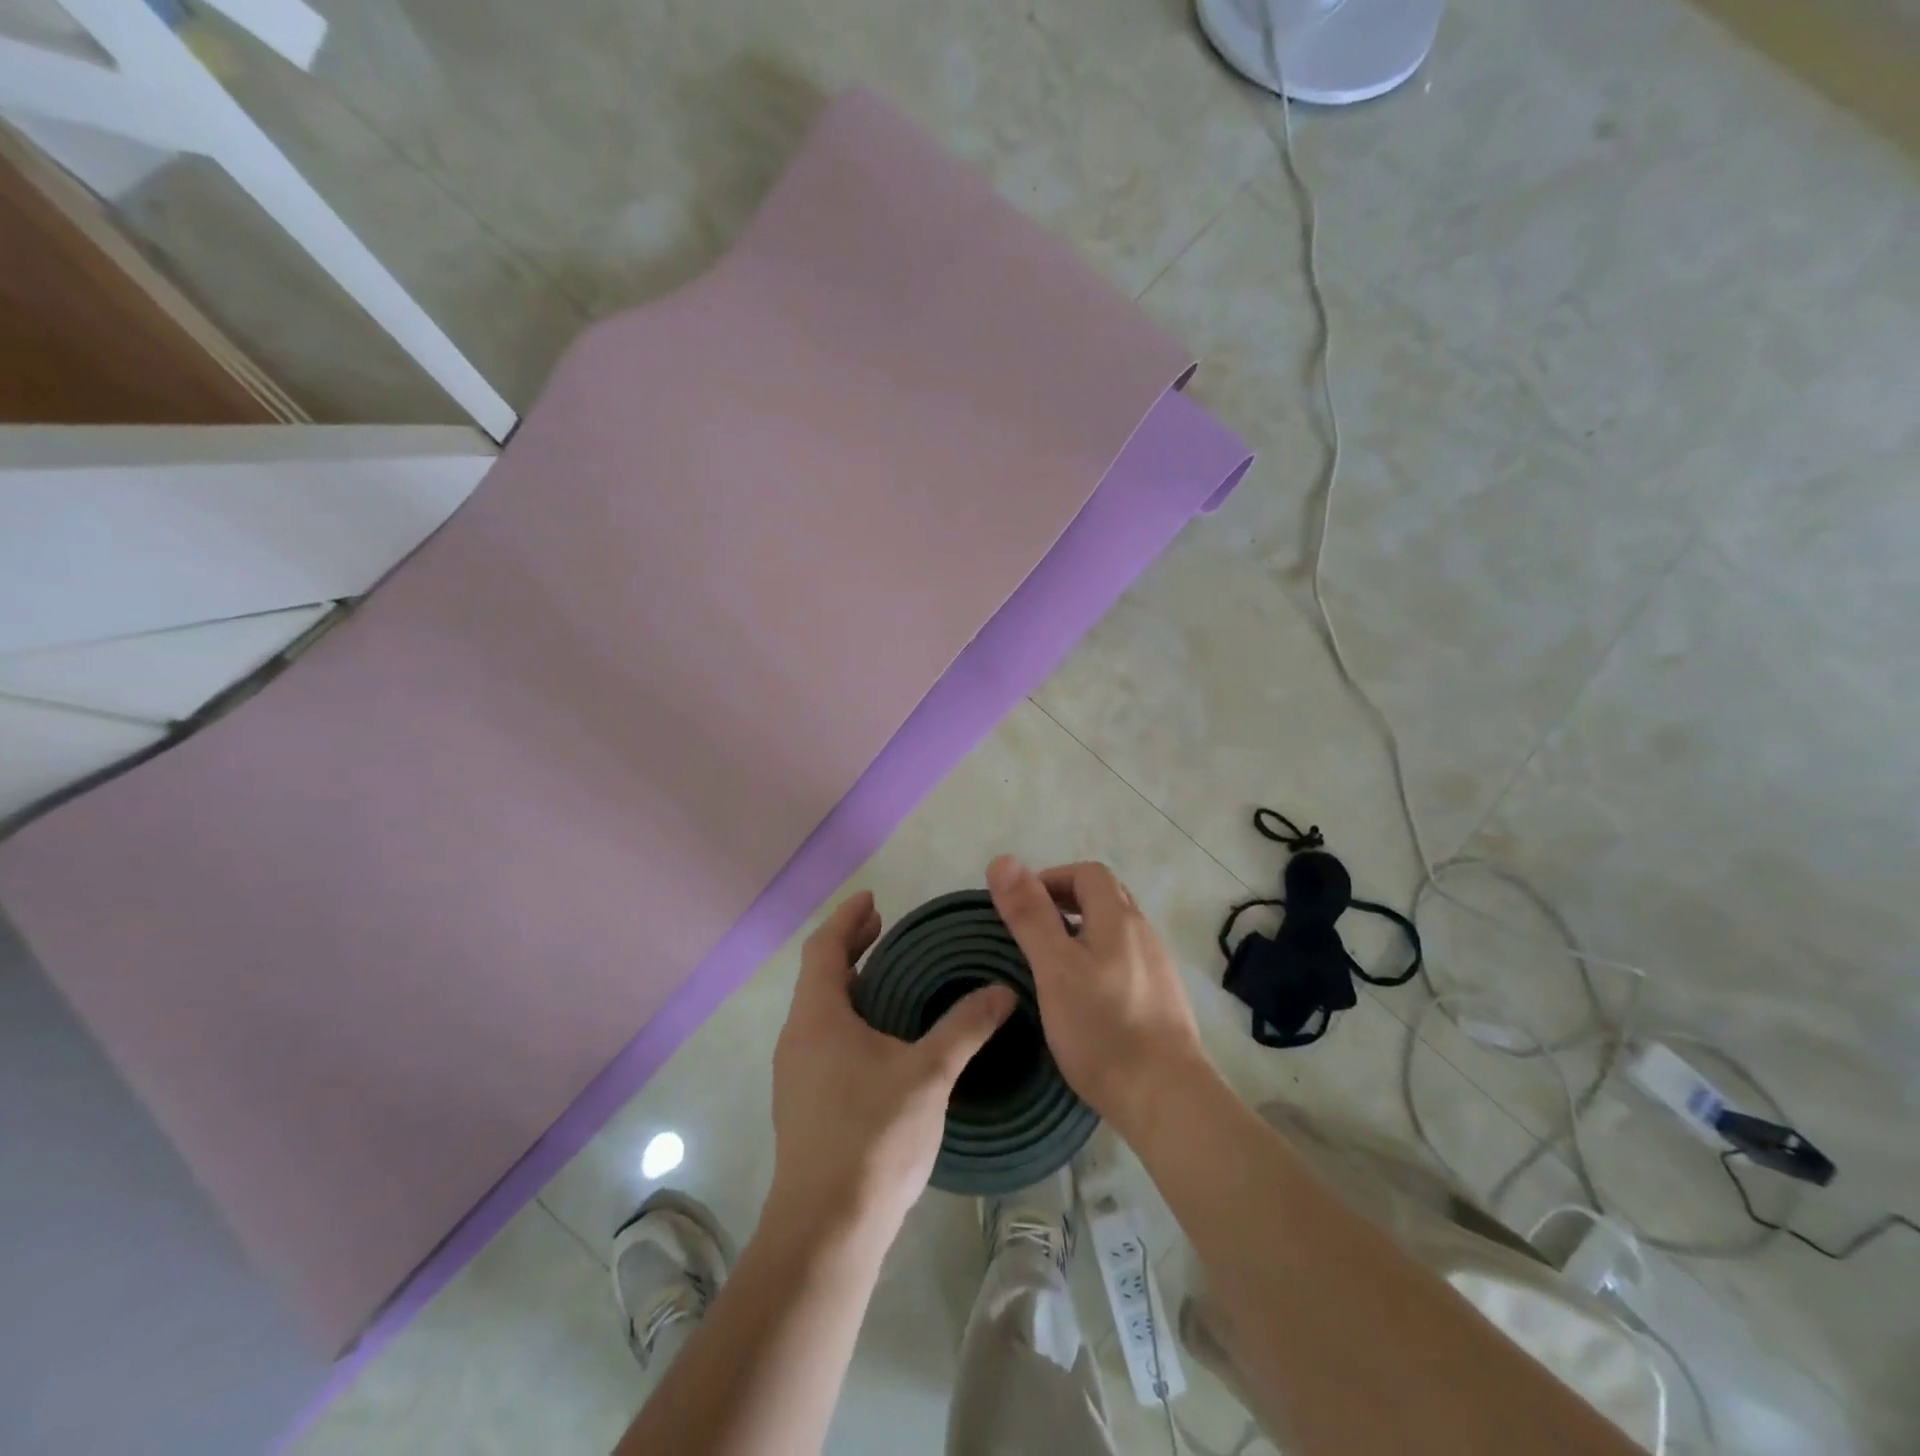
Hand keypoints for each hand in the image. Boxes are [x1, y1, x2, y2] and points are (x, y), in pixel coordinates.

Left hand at [767, 891, 1015, 1242]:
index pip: (825, 948)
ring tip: (891, 978)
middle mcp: (798, 1038)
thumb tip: (1002, 990)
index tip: (874, 899)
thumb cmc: (873, 1137)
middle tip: (886, 929)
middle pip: (821, 975)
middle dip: (852, 947)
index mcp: (818, 1017)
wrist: (826, 1231)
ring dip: (852, 984)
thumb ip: (966, 1027)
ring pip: (822, 1010)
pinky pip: (825, 1040)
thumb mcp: (929, 1074)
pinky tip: (884, 1039)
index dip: (848, 918)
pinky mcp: (804, 1105)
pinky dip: (851, 1018)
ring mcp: (796, 1075)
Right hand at [987, 855, 1208, 1137]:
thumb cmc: (1102, 1028)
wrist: (1166, 1097)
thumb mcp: (1054, 968)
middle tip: (1034, 932)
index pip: (1087, 873)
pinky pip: (1128, 962)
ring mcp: (1158, 967)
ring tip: (1053, 966)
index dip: (1052, 879)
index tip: (1023, 907)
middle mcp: (1144, 933)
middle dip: (1067, 902)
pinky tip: (1086, 998)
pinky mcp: (1163, 1000)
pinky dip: (1101, 962)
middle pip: (1106, 897)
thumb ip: (1030, 915)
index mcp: (1119, 918)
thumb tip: (1003, 860)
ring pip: (1117, 931)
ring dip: (1084, 933)